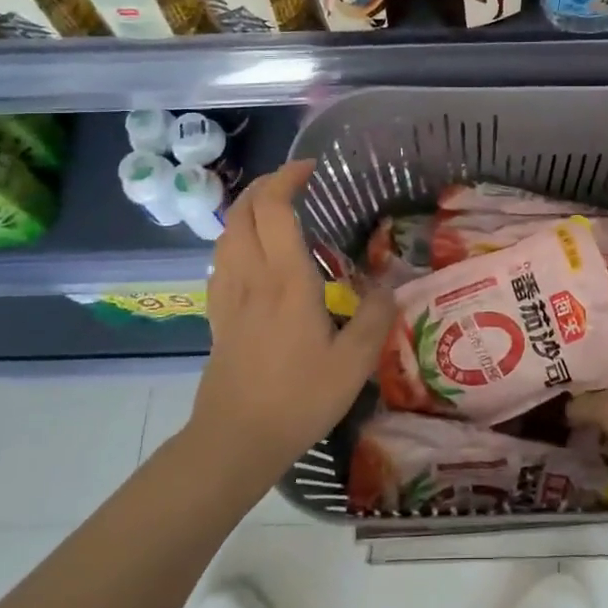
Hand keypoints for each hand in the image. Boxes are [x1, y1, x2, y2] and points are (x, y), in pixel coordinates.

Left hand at [189, 160, 396, 481]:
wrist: (235, 440)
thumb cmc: (298, 398)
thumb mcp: (353, 363)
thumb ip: (375, 317)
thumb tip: (389, 283)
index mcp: (286, 280)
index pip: (273, 208)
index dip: (286, 178)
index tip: (311, 168)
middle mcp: (252, 276)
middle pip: (242, 211)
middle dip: (264, 185)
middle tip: (294, 182)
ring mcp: (228, 295)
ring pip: (227, 232)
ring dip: (247, 208)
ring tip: (274, 208)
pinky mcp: (218, 314)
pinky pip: (221, 259)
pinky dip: (236, 238)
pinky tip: (252, 253)